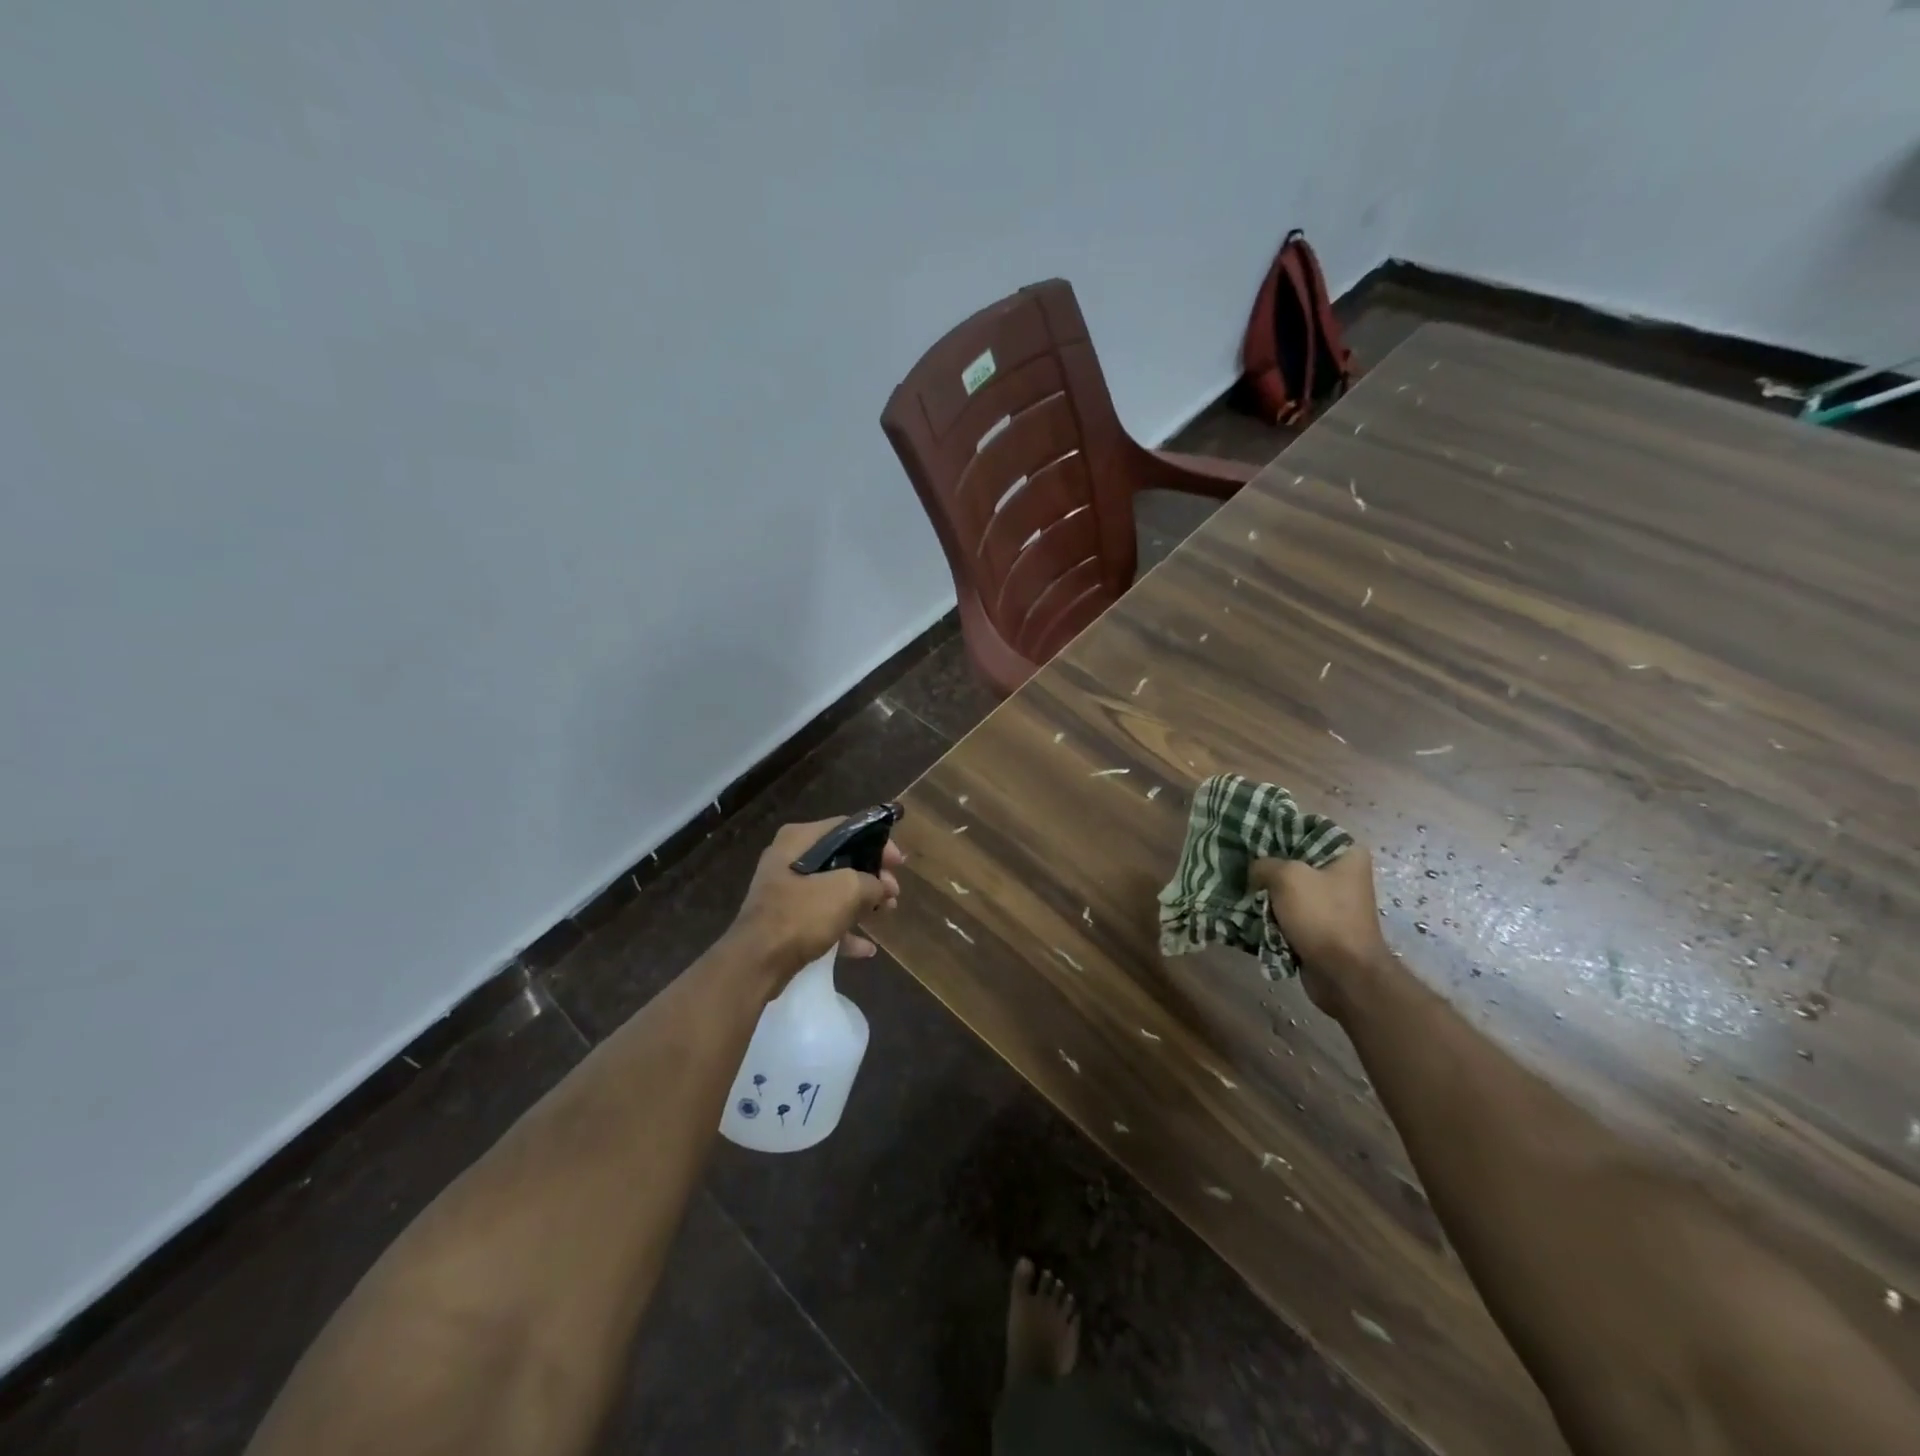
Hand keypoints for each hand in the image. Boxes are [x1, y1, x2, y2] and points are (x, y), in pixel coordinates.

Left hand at [727, 817, 904, 986]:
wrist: (756, 962)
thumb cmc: (801, 914)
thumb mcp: (847, 890)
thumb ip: (873, 883)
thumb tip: (883, 887)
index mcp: (799, 839)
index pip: (847, 828)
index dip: (878, 843)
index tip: (899, 863)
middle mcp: (789, 859)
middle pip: (841, 859)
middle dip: (872, 876)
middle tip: (893, 893)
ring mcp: (785, 892)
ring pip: (833, 891)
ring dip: (861, 902)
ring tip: (886, 913)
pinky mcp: (784, 921)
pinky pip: (821, 919)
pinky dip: (844, 929)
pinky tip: (866, 948)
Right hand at [1251, 844, 1391, 1022]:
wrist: (1344, 974)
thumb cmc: (1322, 916)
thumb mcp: (1287, 877)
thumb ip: (1263, 864)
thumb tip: (1254, 872)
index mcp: (1346, 853)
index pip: (1304, 828)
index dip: (1275, 830)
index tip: (1248, 836)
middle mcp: (1342, 873)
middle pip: (1294, 859)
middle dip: (1266, 864)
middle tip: (1239, 863)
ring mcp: (1331, 902)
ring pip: (1288, 888)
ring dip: (1265, 892)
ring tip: (1238, 887)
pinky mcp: (1320, 926)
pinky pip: (1289, 911)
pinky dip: (1271, 913)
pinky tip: (1248, 911)